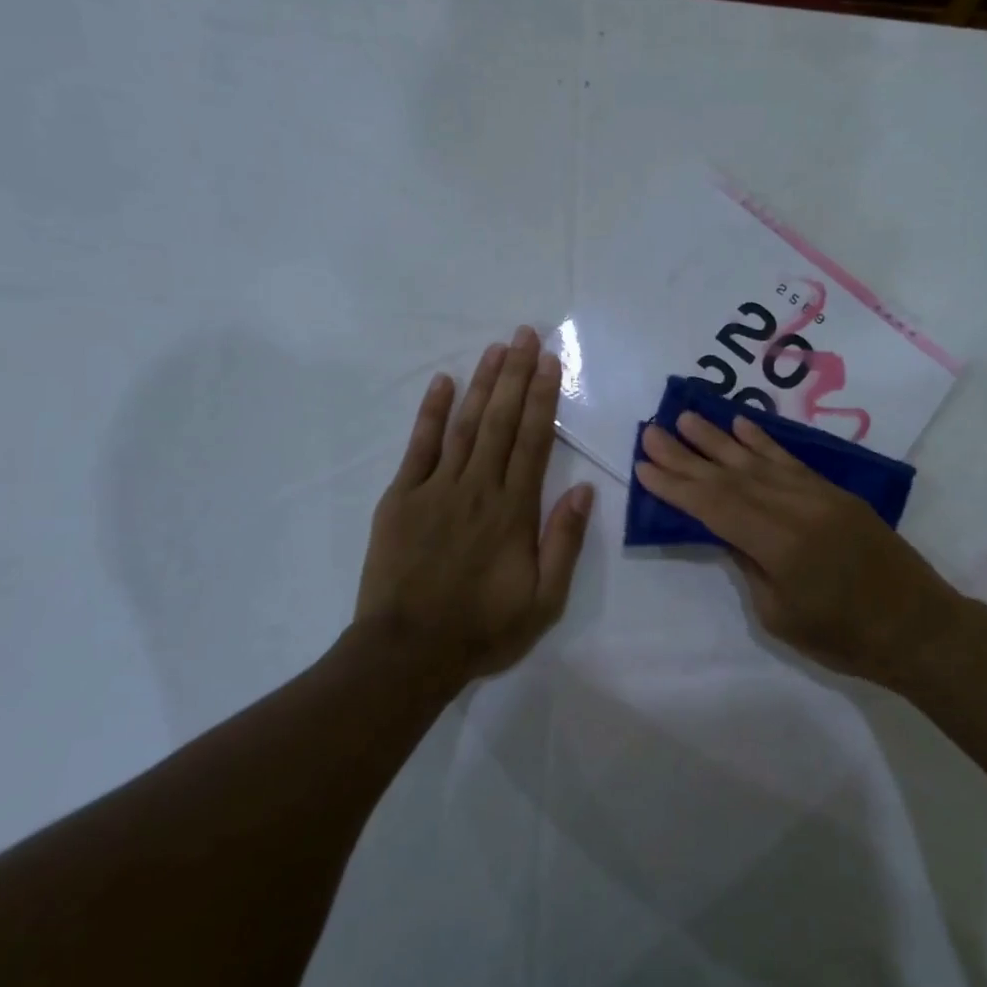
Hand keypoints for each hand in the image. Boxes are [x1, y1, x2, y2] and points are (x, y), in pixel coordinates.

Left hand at [354, 326, 594, 683]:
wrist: (408, 651)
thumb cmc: (483, 628)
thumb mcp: (544, 600)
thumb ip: (563, 542)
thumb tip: (584, 491)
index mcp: (514, 510)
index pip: (534, 441)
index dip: (544, 398)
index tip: (551, 362)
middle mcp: (478, 488)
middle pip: (502, 421)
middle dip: (516, 375)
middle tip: (525, 335)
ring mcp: (436, 489)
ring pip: (466, 425)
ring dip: (483, 384)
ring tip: (496, 349)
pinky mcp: (402, 498)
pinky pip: (420, 446)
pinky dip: (432, 413)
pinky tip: (443, 383)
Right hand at [634, 412, 968, 684]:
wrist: (918, 627)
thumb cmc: (844, 638)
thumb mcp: (780, 615)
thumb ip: (748, 564)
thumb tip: (726, 530)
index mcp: (780, 544)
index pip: (715, 506)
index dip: (676, 486)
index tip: (644, 465)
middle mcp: (797, 508)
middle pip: (730, 476)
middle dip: (686, 455)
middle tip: (652, 431)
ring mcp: (820, 495)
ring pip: (758, 461)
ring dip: (718, 439)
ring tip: (686, 418)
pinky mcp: (836, 493)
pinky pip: (791, 461)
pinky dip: (763, 442)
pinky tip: (741, 426)